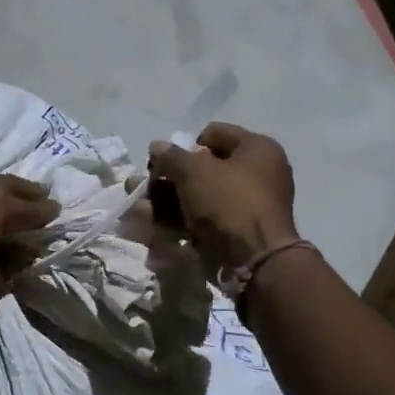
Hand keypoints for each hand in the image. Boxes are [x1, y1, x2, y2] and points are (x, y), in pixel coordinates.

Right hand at [148, 123, 297, 275]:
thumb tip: (157, 146)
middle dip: (168, 180)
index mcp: (256, 149)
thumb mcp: (194, 172)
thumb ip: (171, 157)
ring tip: (139, 213)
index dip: (184, 145)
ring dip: (167, 204)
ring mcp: (246, 206)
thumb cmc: (229, 202)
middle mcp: (256, 174)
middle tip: (143, 188)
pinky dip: (179, 224)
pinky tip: (153, 230)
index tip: (164, 163)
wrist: (255, 260)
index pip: (213, 134)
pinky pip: (203, 222)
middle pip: (202, 170)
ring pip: (198, 199)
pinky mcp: (237, 233)